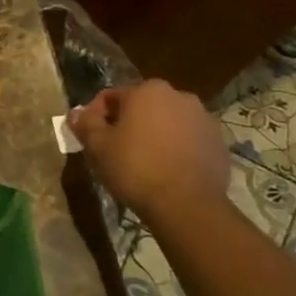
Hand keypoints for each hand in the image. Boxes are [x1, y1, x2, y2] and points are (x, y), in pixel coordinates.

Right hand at [68, 79, 230, 222]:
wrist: (187, 205)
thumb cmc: (135, 168)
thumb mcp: (98, 146)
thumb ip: (85, 123)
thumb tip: (76, 113)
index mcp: (147, 90)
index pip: (111, 97)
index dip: (97, 116)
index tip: (91, 138)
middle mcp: (179, 96)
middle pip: (142, 107)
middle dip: (128, 123)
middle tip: (115, 149)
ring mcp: (204, 119)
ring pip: (167, 122)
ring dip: (153, 134)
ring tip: (143, 162)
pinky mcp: (219, 143)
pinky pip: (188, 140)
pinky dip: (175, 148)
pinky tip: (166, 171)